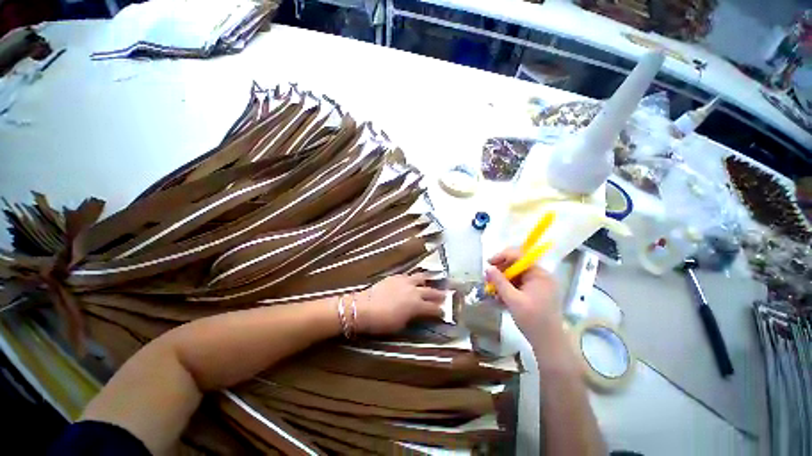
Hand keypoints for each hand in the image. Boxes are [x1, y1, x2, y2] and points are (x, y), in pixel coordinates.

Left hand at [355, 273, 445, 334]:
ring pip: (421, 278)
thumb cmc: (382, 321)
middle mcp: (414, 291)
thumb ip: (412, 317)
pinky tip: (412, 279)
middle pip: (431, 291)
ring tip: (432, 280)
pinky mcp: (396, 276)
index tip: (444, 312)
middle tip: (446, 296)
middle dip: (439, 294)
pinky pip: (409, 275)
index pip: (433, 308)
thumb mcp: (401, 325)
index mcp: (417, 305)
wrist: (363, 307)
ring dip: (428, 281)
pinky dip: (413, 278)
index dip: (440, 311)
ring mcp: (405, 281)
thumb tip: (417, 314)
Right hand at [486, 248, 560, 343]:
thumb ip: (500, 282)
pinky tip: (500, 297)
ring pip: (516, 276)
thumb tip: (488, 268)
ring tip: (492, 290)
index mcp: (539, 274)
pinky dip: (508, 288)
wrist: (549, 343)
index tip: (488, 263)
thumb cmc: (532, 320)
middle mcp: (540, 276)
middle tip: (488, 279)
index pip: (519, 256)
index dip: (502, 257)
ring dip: (502, 281)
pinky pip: (519, 285)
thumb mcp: (513, 300)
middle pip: (517, 265)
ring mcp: (539, 285)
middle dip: (500, 271)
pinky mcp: (536, 293)